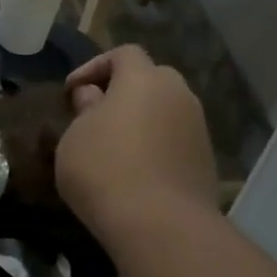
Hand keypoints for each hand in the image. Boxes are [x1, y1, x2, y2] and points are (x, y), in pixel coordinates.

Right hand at [57, 46, 217, 245]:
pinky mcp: (205, 158)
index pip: (123, 54)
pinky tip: (136, 169)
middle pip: (151, 78)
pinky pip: (175, 138)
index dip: (94, 67)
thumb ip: (84, 110)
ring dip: (142, 119)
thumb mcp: (74, 138)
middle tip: (97, 114)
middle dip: (123, 90)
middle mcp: (177, 94)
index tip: (72, 91)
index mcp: (143, 80)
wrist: (159, 223)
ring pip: (166, 110)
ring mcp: (197, 126)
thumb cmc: (104, 170)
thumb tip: (92, 97)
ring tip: (116, 144)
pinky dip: (156, 144)